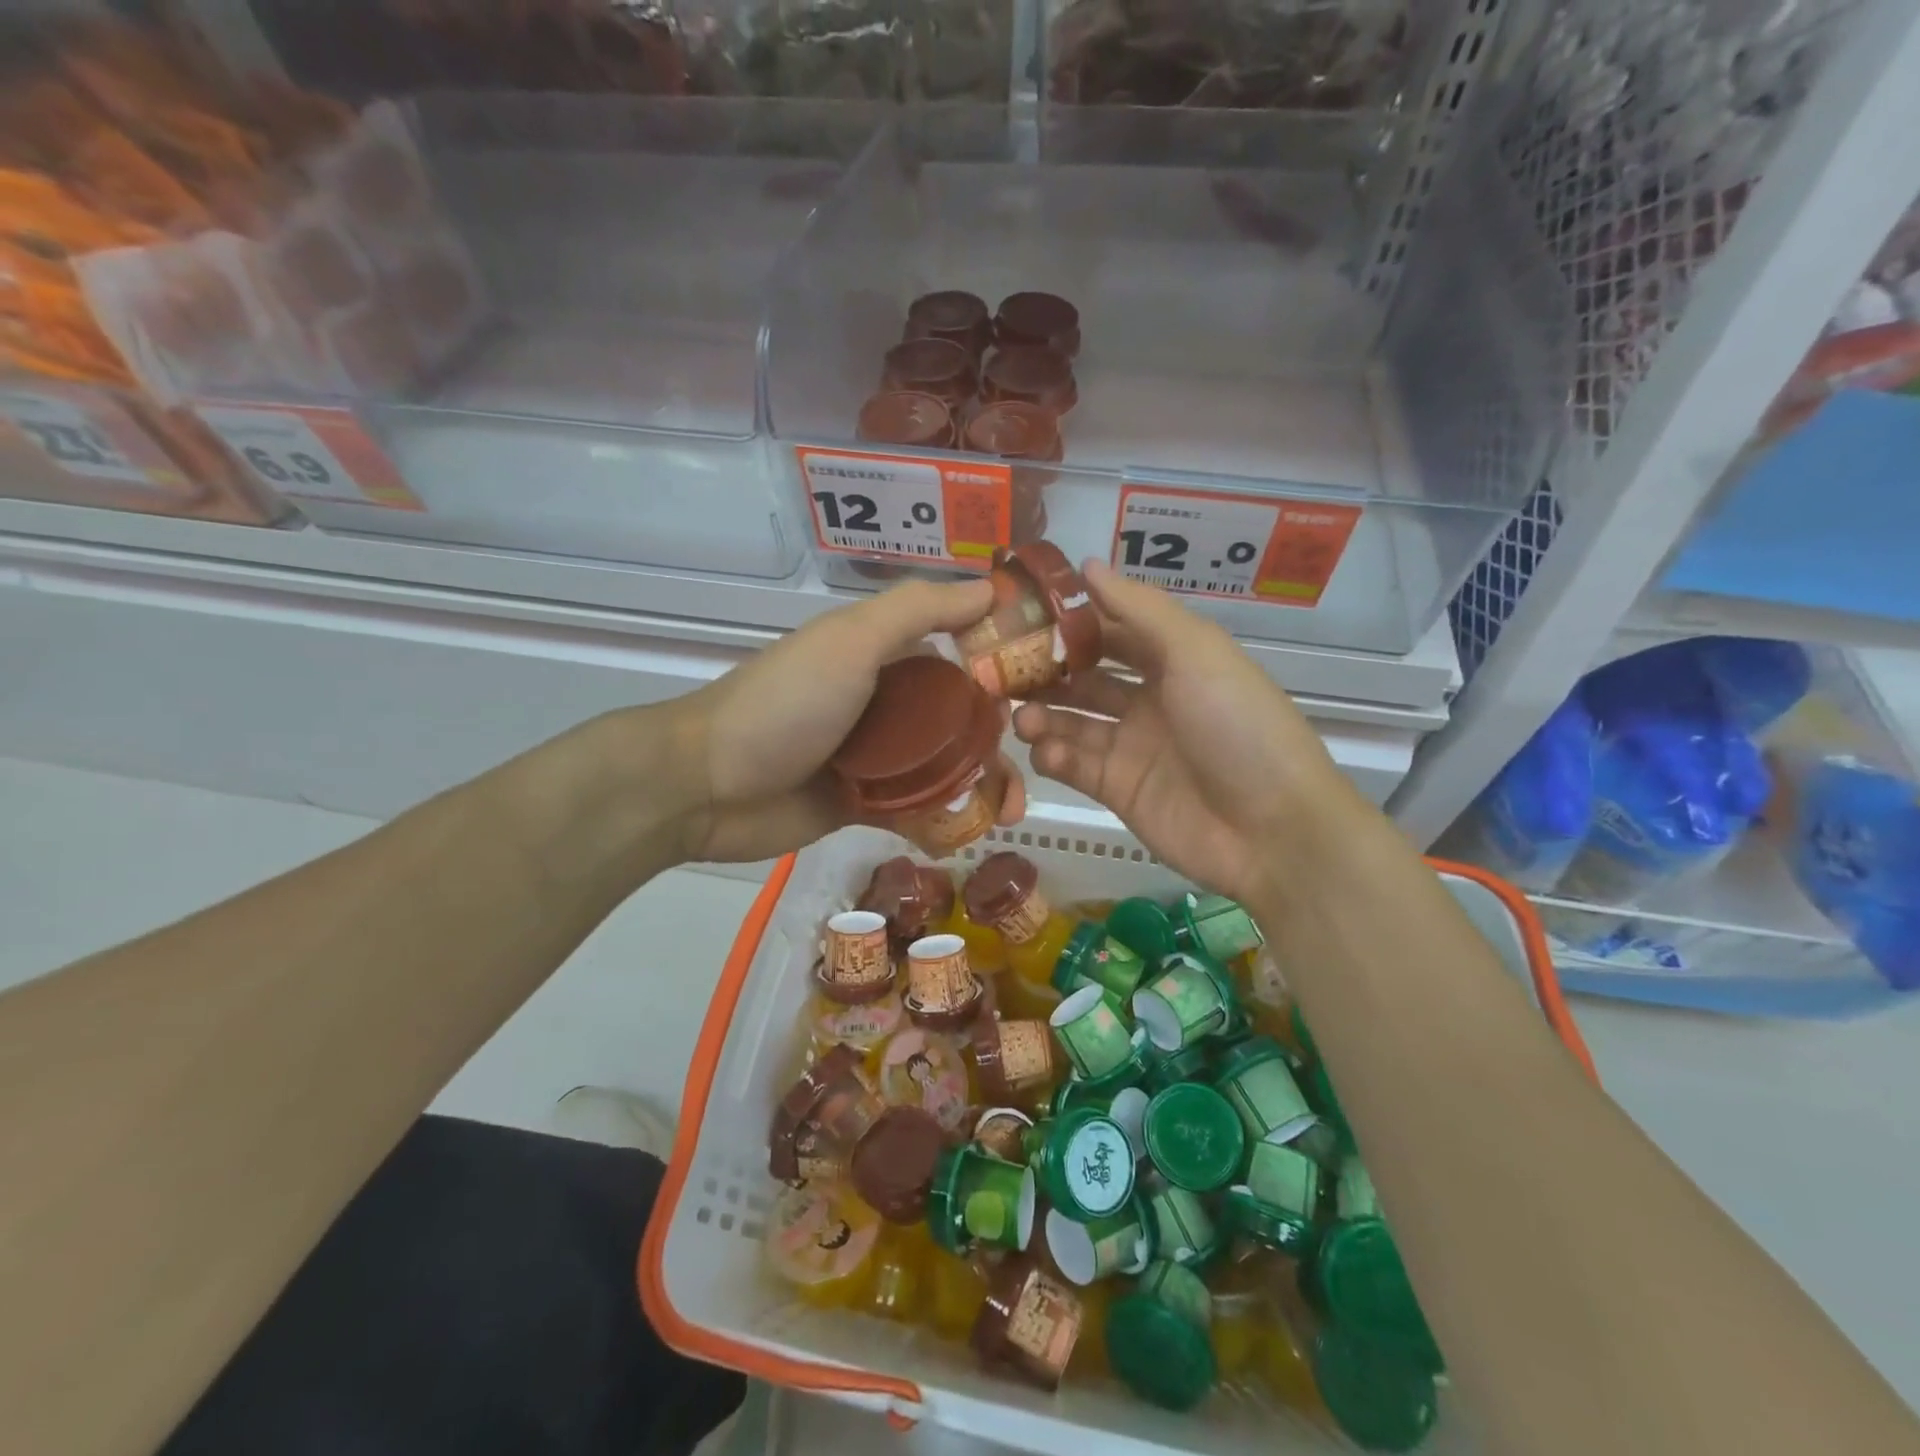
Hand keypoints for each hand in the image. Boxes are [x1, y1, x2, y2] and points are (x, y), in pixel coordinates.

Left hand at [663, 579, 1026, 862]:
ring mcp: (877, 756)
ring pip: (947, 767)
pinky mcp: (865, 804)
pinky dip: (948, 818)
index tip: (1053, 686)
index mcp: (886, 655)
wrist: (706, 785)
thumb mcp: (851, 642)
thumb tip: (992, 586)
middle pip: (962, 717)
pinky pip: (920, 809)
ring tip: (1011, 813)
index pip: (961, 651)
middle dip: (1004, 739)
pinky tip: (974, 833)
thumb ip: (918, 610)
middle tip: (1036, 764)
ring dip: (985, 785)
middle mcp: (887, 701)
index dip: (1006, 665)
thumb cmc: (785, 704)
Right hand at [1012, 561, 1353, 907]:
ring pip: (1071, 721)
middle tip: (1000, 668)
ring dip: (1042, 714)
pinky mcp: (1117, 789)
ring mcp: (1132, 746)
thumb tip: (1086, 564)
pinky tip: (1044, 751)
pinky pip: (1073, 765)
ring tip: (1020, 716)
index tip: (1023, 610)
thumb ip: (1138, 608)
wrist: (1270, 829)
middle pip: (1084, 676)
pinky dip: (1053, 755)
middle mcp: (1150, 698)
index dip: (1071, 619)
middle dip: (1045, 670)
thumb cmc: (1237, 726)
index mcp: (1173, 660)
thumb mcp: (1195, 652)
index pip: (1112, 629)